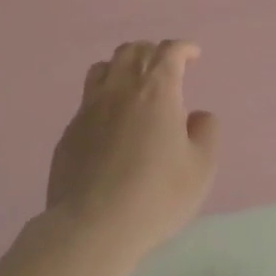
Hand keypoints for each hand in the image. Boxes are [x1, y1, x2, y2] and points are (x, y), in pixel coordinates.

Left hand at [46, 40, 219, 264]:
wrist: (92, 227)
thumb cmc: (156, 195)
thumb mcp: (201, 168)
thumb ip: (206, 133)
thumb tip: (197, 116)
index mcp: (157, 91)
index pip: (168, 52)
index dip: (183, 48)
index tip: (193, 54)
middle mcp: (120, 89)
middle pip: (133, 51)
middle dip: (152, 52)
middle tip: (164, 67)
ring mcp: (89, 109)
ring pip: (103, 68)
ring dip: (122, 66)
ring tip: (133, 83)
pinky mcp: (69, 132)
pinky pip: (87, 99)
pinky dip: (103, 97)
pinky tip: (110, 121)